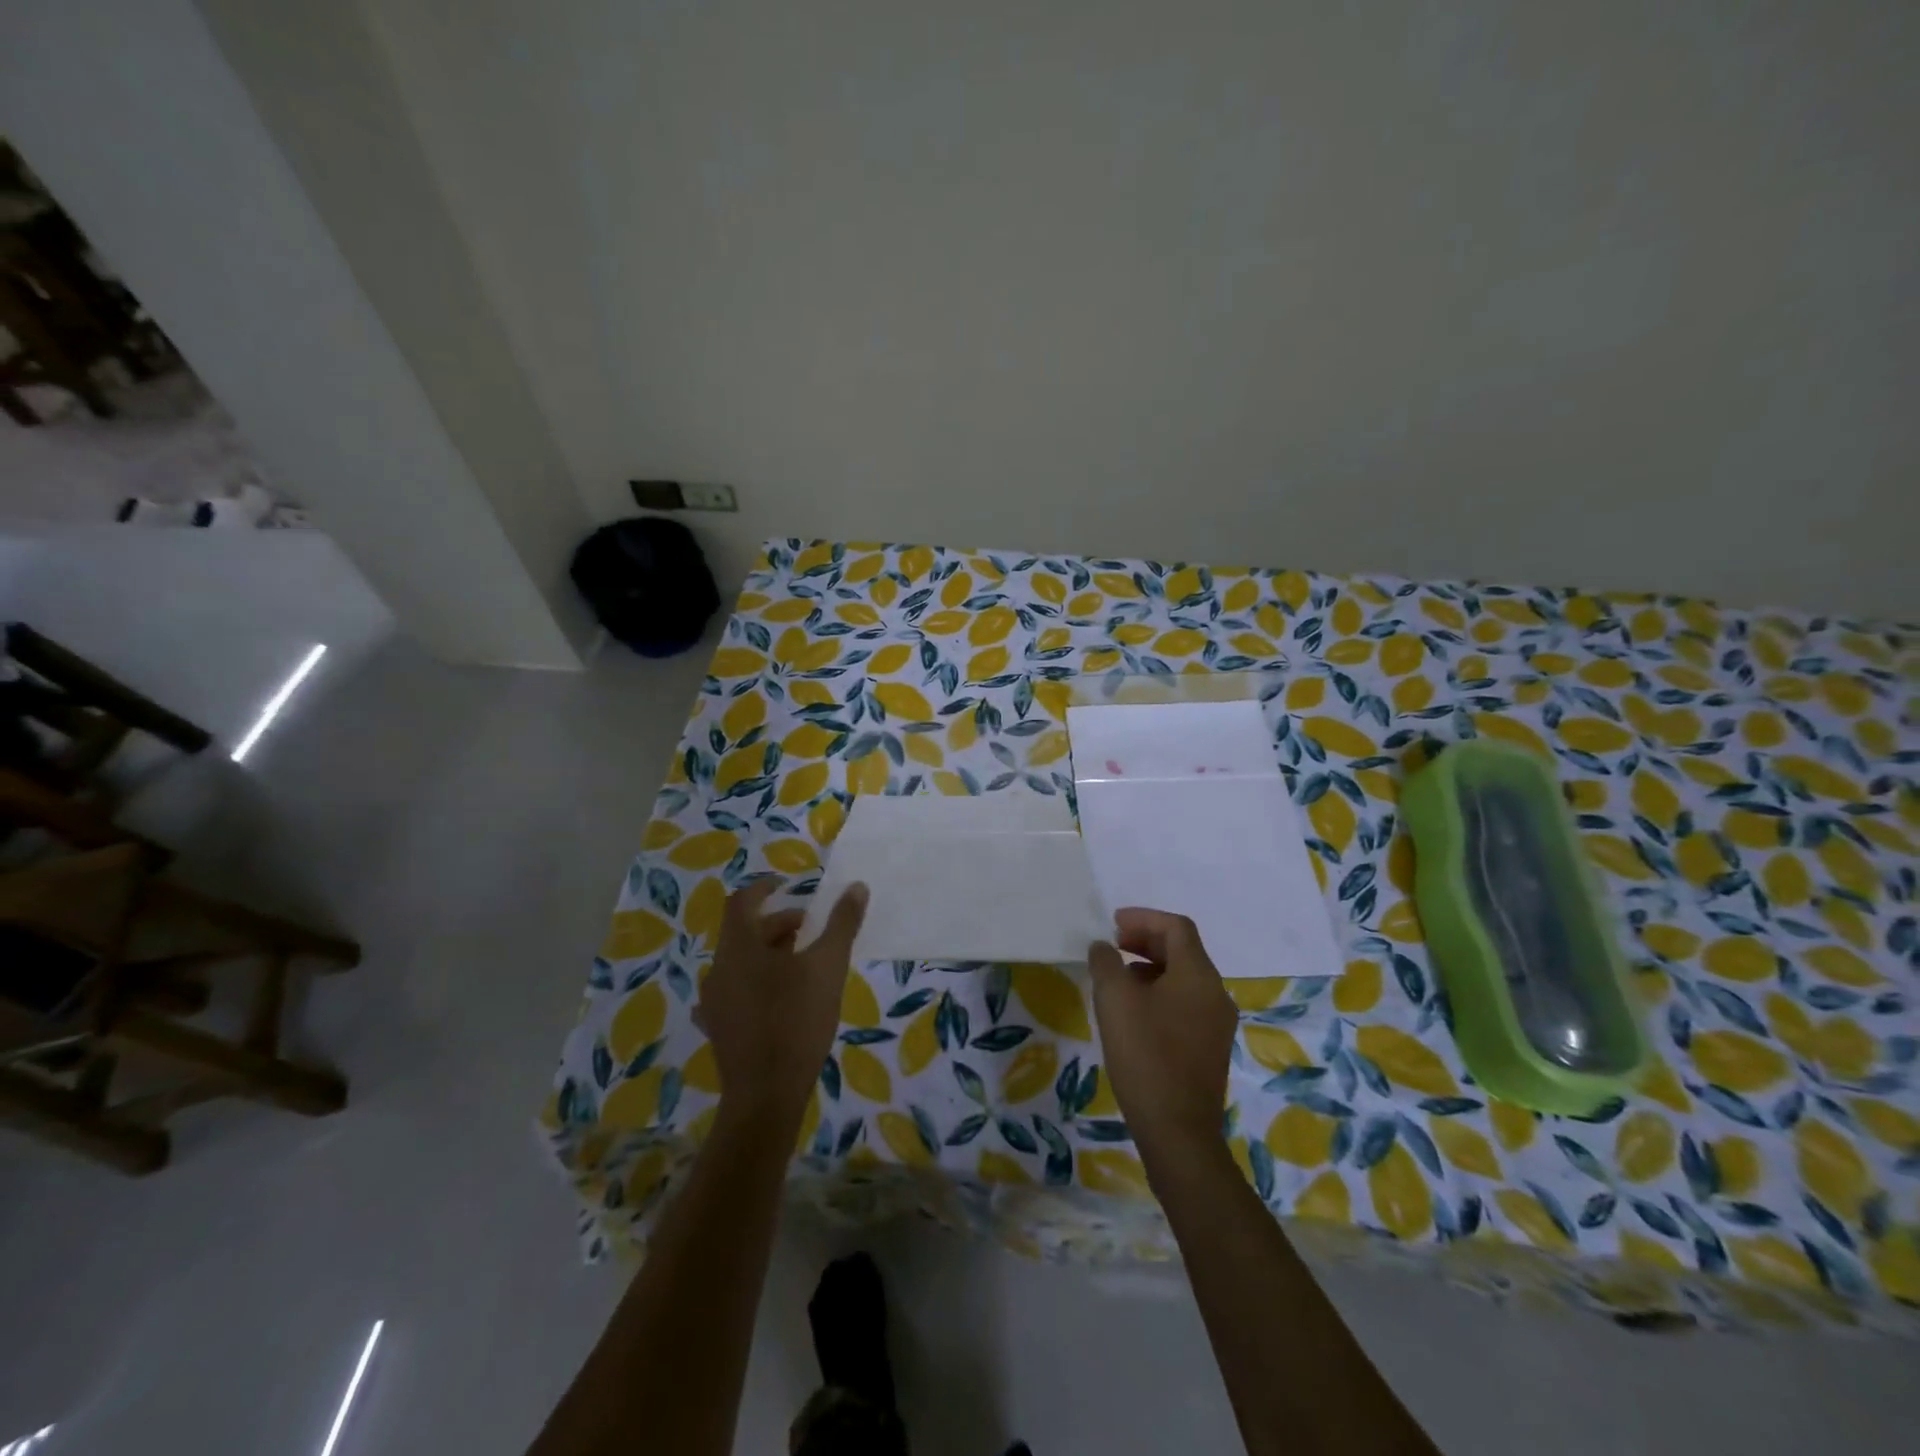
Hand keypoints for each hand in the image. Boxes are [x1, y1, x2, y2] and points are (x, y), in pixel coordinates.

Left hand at [694, 878, 867, 1126]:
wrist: (767, 1094)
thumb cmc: (797, 1020)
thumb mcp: (828, 966)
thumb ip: (842, 924)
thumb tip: (856, 887)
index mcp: (739, 947)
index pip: (742, 902)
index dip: (763, 888)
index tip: (785, 885)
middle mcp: (719, 969)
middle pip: (744, 933)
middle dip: (778, 924)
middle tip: (811, 929)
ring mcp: (714, 1002)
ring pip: (741, 963)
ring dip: (769, 953)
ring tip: (803, 963)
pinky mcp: (719, 1028)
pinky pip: (737, 991)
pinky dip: (758, 982)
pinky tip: (780, 997)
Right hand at [1088, 909, 1237, 1159]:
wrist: (1178, 1132)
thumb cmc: (1145, 1056)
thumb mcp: (1115, 1000)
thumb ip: (1106, 963)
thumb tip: (1104, 947)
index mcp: (1199, 976)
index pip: (1177, 928)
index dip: (1144, 918)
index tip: (1113, 923)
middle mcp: (1215, 994)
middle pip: (1183, 951)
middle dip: (1146, 941)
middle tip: (1113, 945)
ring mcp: (1217, 1024)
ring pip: (1184, 978)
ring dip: (1151, 967)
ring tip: (1117, 978)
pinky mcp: (1210, 1048)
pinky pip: (1186, 1003)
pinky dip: (1160, 993)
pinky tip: (1134, 1012)